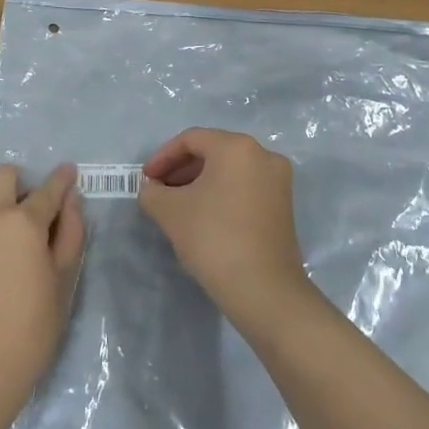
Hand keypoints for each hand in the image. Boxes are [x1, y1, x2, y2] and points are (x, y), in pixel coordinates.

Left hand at [0, 162, 85, 428]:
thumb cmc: (30, 330)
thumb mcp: (63, 282)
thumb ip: (70, 234)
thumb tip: (71, 201)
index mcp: (24, 222)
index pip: (49, 189)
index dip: (62, 179)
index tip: (68, 173)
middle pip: (4, 175)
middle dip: (21, 185)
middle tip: (29, 212)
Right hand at [139, 129, 311, 331]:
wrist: (263, 289)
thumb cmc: (213, 238)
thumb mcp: (170, 212)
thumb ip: (153, 192)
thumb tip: (152, 189)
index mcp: (237, 147)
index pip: (191, 139)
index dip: (162, 157)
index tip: (145, 180)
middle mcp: (263, 155)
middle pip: (213, 151)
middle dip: (181, 169)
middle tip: (159, 191)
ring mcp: (278, 180)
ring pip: (230, 170)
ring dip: (200, 182)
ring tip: (177, 206)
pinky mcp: (283, 205)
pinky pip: (244, 187)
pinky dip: (221, 193)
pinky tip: (203, 216)